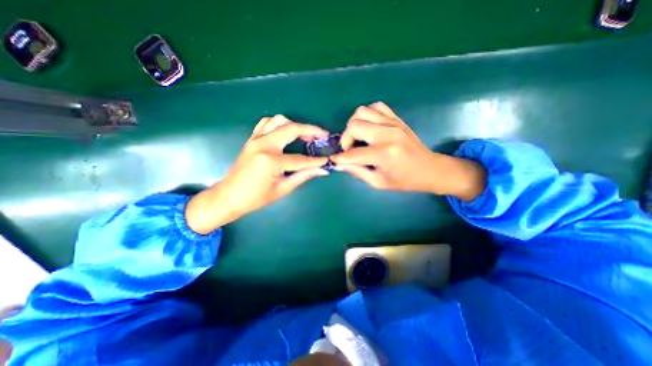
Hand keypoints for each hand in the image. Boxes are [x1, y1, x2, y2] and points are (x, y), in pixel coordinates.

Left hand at [187, 114, 331, 234]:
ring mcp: (255, 139)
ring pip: (278, 121)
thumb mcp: (282, 189)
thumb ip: (303, 176)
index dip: (315, 160)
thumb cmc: (255, 198)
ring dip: (295, 125)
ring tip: (305, 135)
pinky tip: (286, 132)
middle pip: (291, 129)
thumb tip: (321, 170)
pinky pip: (266, 123)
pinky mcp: (251, 139)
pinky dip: (279, 124)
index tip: (327, 160)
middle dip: (310, 130)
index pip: (300, 159)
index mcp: (270, 161)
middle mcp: (263, 144)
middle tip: (322, 135)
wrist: (229, 196)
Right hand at [332, 102, 483, 199]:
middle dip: (345, 138)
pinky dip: (367, 114)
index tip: (334, 160)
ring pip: (362, 111)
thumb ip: (357, 172)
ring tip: (357, 137)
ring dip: (354, 124)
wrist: (429, 169)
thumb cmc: (404, 180)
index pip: (353, 153)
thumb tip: (340, 163)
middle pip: (354, 125)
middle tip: (349, 149)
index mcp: (384, 154)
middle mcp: (387, 134)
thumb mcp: (378, 182)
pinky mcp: (396, 119)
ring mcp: (393, 123)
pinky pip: (376, 106)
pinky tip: (368, 127)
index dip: (340, 158)